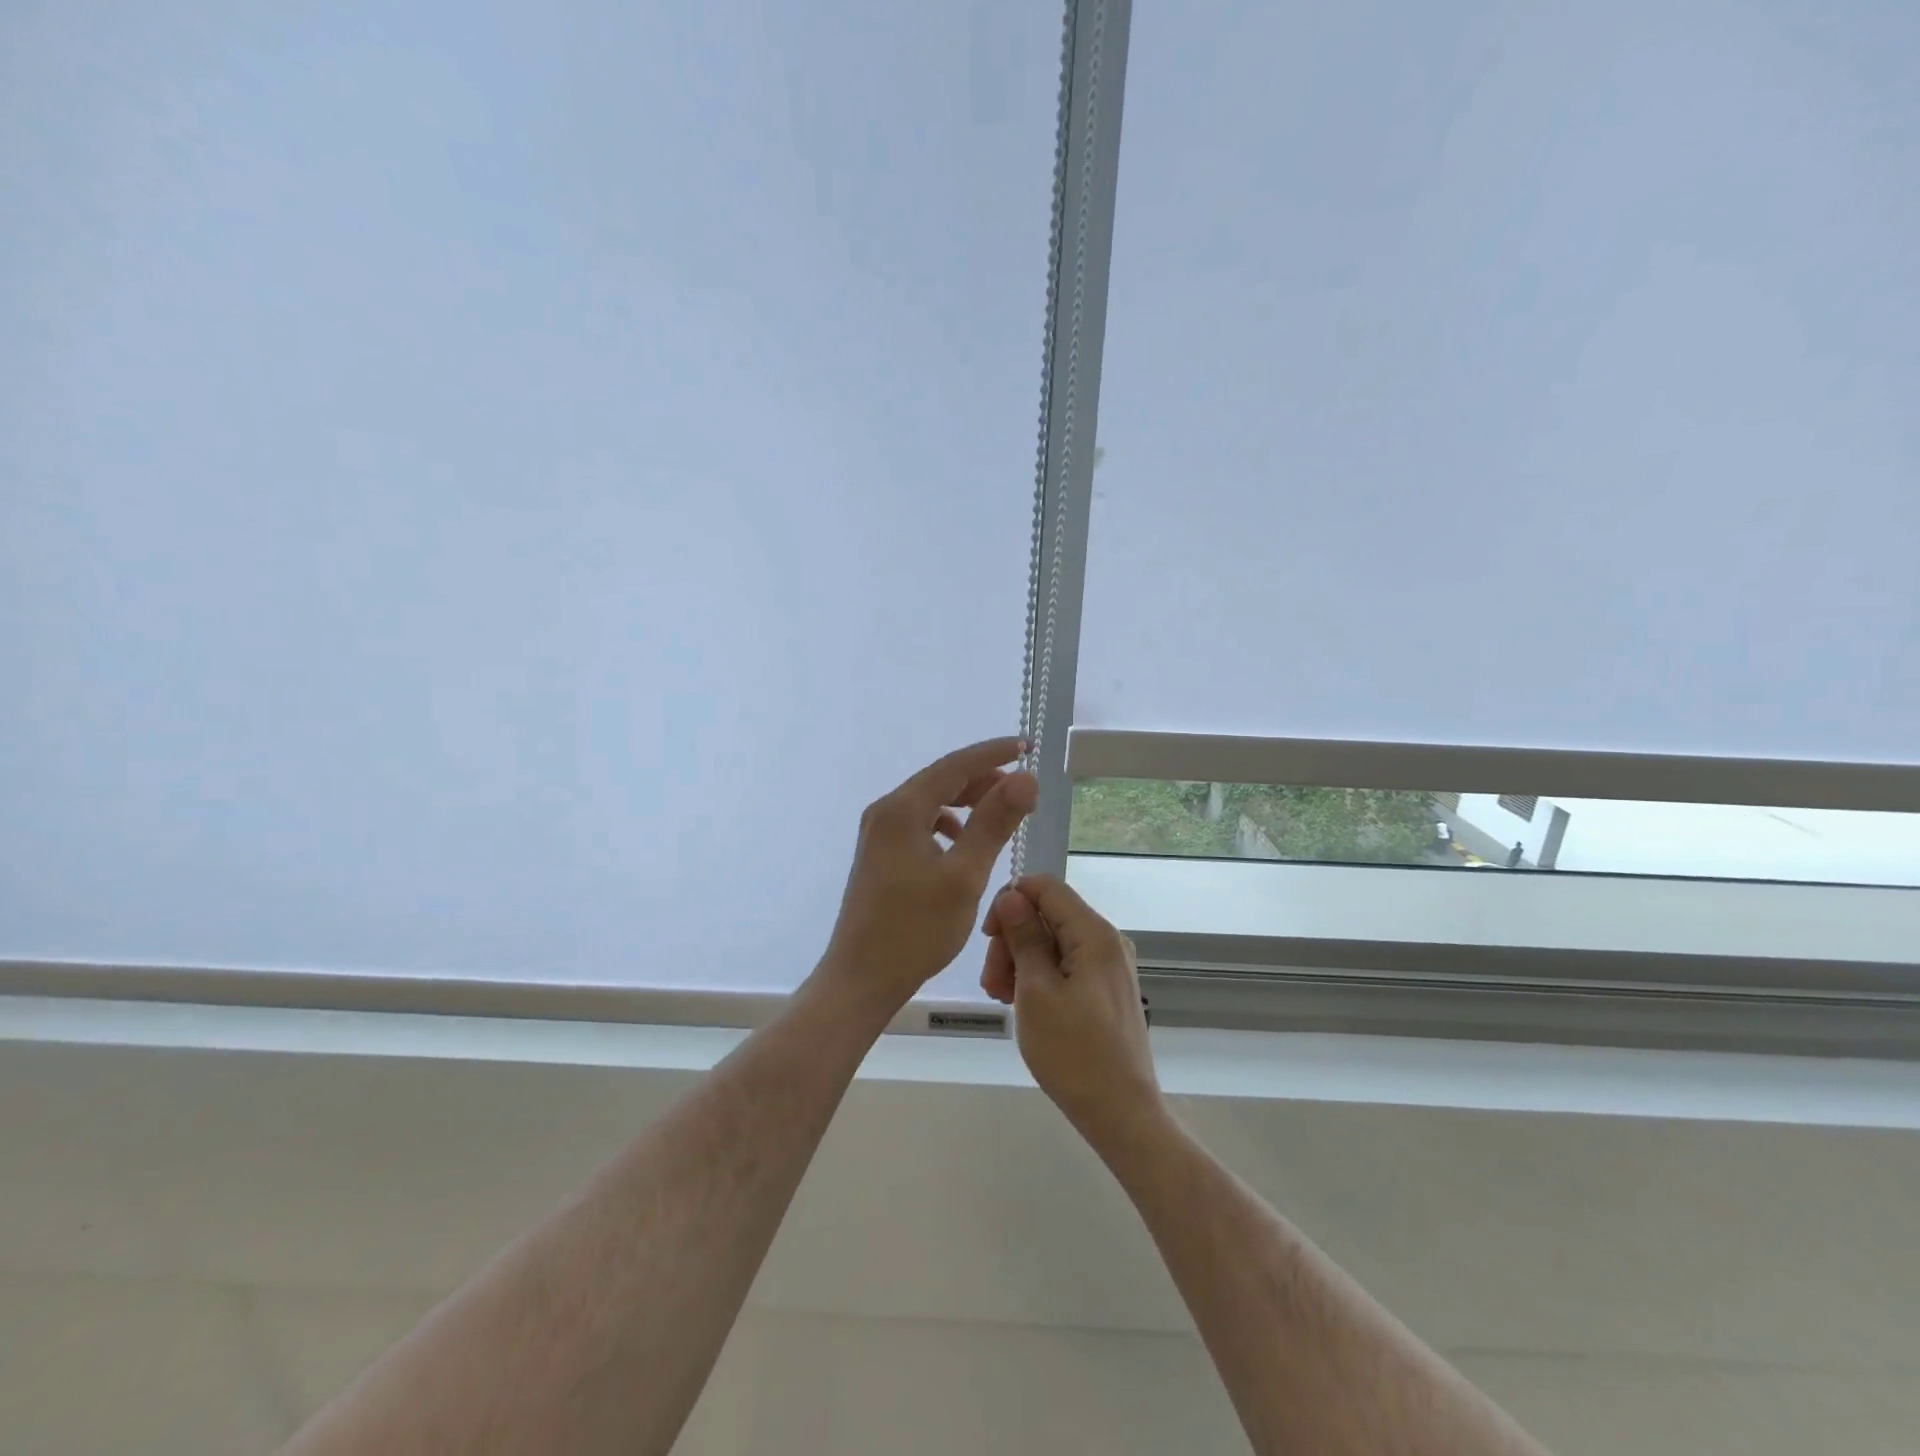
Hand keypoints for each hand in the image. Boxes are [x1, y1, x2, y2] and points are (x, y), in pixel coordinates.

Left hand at [817, 737, 1038, 1015]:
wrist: (861, 978)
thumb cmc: (915, 929)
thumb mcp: (965, 875)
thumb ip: (994, 822)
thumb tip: (1025, 777)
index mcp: (902, 809)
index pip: (955, 765)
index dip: (993, 753)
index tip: (1027, 747)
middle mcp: (885, 812)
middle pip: (940, 780)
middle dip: (982, 778)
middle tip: (1023, 788)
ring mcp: (878, 833)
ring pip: (930, 802)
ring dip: (966, 801)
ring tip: (1000, 812)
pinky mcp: (880, 854)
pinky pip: (920, 824)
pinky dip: (948, 824)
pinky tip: (963, 843)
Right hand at [981, 875, 1163, 1147]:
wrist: (1122, 1114)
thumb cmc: (1073, 1053)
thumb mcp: (1036, 991)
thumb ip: (1024, 937)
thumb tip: (1012, 895)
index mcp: (1094, 933)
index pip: (1046, 887)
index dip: (1011, 901)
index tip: (988, 938)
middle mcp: (1108, 941)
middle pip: (1049, 916)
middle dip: (1013, 939)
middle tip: (991, 983)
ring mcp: (1110, 967)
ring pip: (1055, 942)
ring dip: (1021, 961)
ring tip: (1001, 999)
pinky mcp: (1107, 991)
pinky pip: (1067, 966)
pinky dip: (1040, 977)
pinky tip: (1022, 1004)